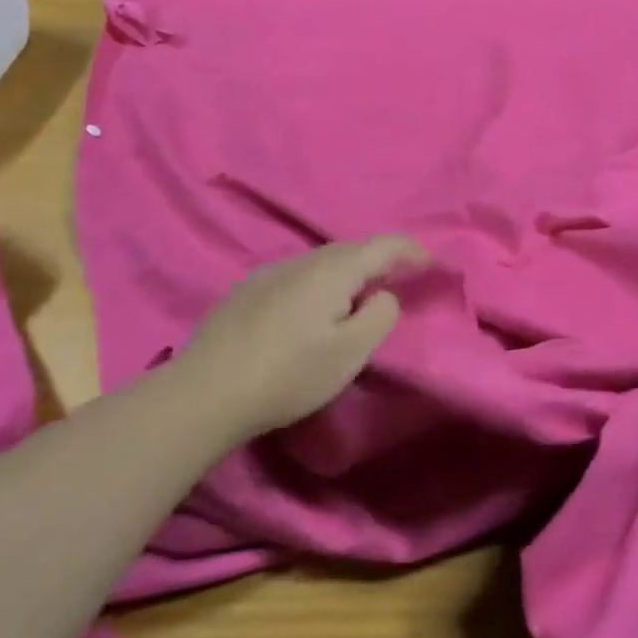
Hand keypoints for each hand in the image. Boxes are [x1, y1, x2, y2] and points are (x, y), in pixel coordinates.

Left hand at [178, 235, 429, 440]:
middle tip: (398, 280)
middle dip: (379, 260)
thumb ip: (380, 316)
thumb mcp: (350, 353)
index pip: (384, 245)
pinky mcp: (246, 292)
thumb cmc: (288, 374)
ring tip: (357, 296)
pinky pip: (297, 276)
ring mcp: (270, 273)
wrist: (205, 392)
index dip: (412, 251)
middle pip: (351, 249)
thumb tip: (383, 295)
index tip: (432, 264)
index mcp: (333, 270)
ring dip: (347, 272)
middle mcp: (302, 261)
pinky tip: (309, 311)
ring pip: (321, 262)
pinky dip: (318, 284)